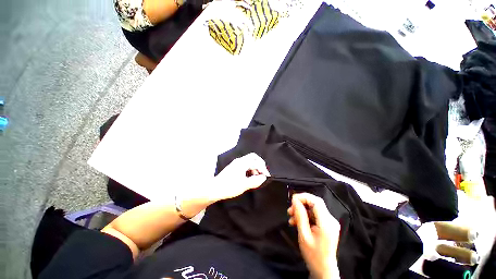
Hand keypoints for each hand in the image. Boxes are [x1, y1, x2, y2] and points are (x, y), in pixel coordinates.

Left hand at [206, 153, 269, 202]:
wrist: (214, 189)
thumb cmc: (229, 187)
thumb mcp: (244, 185)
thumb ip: (255, 181)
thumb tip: (263, 178)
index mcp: (242, 163)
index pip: (256, 163)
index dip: (263, 169)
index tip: (266, 177)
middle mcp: (239, 160)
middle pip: (253, 157)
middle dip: (260, 164)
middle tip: (263, 172)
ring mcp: (236, 163)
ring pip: (249, 161)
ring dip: (255, 167)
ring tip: (257, 177)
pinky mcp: (234, 167)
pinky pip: (245, 164)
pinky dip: (250, 169)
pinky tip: (250, 176)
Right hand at [288, 193, 340, 278]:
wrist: (323, 270)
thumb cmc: (313, 255)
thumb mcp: (303, 235)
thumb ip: (300, 215)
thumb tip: (295, 200)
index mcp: (326, 223)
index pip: (316, 201)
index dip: (303, 197)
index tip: (292, 200)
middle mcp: (330, 220)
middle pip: (315, 203)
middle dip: (301, 203)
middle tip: (290, 209)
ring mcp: (329, 222)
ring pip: (313, 208)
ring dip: (302, 210)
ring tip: (291, 217)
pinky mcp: (327, 225)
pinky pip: (314, 215)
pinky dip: (305, 216)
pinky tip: (296, 221)